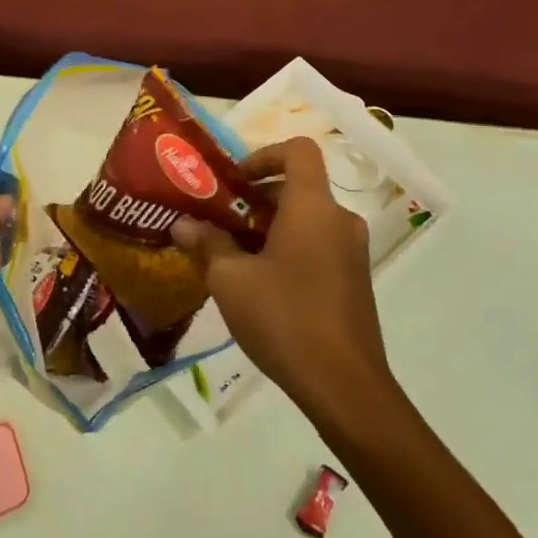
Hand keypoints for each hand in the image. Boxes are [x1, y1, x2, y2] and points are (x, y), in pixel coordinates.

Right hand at [172, 138, 393, 419]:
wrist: (345, 387)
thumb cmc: (285, 318)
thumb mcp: (231, 280)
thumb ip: (207, 244)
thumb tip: (182, 225)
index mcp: (313, 207)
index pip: (298, 150)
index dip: (264, 154)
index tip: (235, 181)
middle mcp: (339, 219)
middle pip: (297, 188)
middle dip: (255, 200)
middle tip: (219, 222)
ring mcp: (352, 251)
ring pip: (306, 220)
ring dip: (269, 227)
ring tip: (232, 257)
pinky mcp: (354, 280)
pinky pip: (318, 245)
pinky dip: (289, 249)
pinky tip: (260, 286)